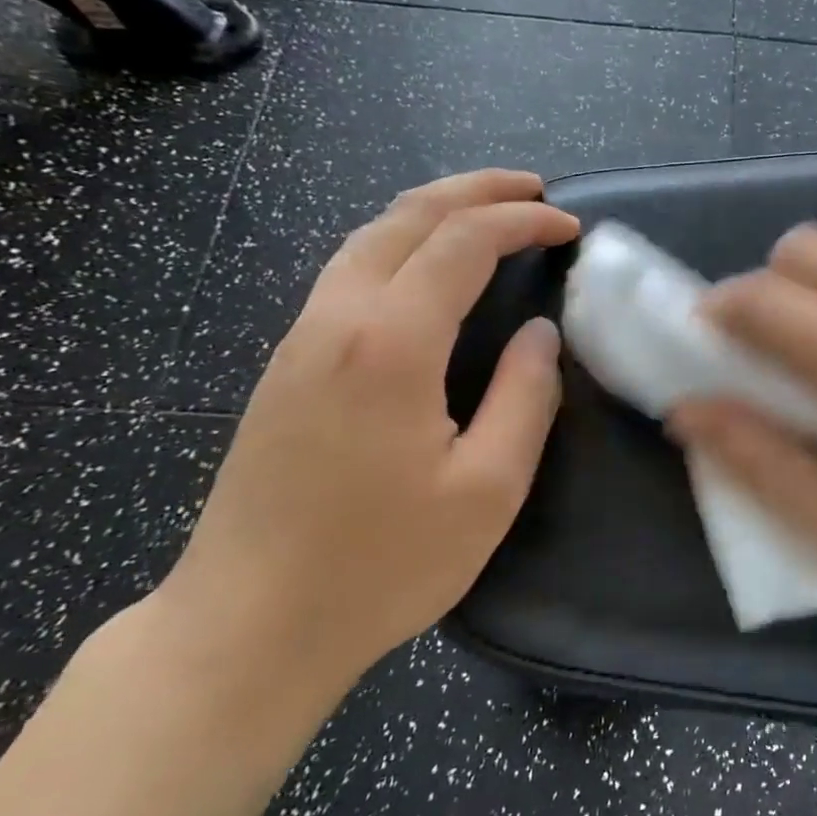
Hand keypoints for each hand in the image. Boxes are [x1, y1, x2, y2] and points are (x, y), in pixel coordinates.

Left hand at [159, 170, 579, 696]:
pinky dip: (400, 242)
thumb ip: (525, 398)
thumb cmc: (381, 565)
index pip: (462, 243)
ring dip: (434, 210)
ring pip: (368, 237)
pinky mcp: (285, 366)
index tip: (570, 226)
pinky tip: (427, 267)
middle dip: (475, 190)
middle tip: (533, 189)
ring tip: (487, 212)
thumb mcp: (488, 490)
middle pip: (407, 217)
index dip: (522, 222)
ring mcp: (300, 340)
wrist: (246, 626)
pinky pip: (348, 271)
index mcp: (391, 345)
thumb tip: (538, 335)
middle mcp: (337, 321)